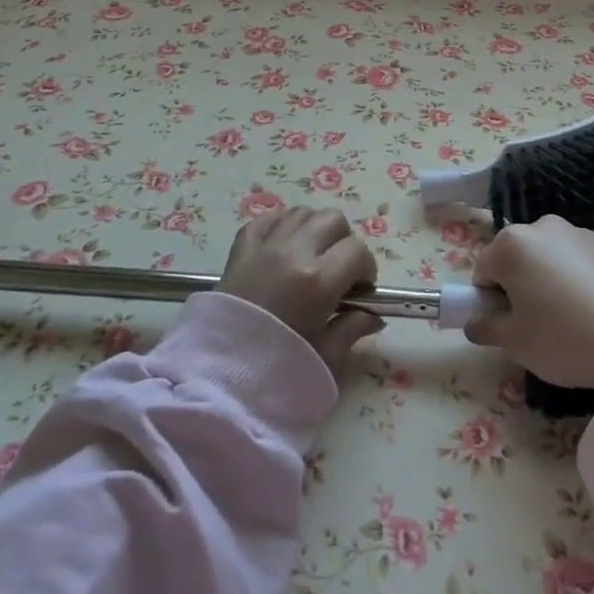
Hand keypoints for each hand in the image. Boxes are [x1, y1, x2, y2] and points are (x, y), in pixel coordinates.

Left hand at [218, 204, 383, 383]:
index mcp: (318, 280)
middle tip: (338, 271)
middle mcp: (293, 253)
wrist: (218, 379)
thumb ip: (352, 329)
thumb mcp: (326, 357)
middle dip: (343, 242)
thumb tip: (374, 316)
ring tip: (311, 257)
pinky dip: (280, 225)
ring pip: (301, 213)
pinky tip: (284, 245)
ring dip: (313, 230)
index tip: (360, 290)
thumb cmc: (277, 372)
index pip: (358, 251)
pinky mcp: (240, 249)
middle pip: (333, 220)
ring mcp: (264, 246)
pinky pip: (266, 219)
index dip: (366, 269)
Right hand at [465, 216, 593, 389]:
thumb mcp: (514, 343)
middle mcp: (544, 228)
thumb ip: (484, 327)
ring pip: (552, 257)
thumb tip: (475, 321)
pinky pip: (585, 262)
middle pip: (518, 256)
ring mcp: (582, 233)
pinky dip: (584, 280)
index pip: (483, 270)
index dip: (488, 300)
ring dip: (551, 279)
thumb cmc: (565, 339)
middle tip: (536, 324)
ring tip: (572, 320)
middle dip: (519, 284)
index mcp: (512, 245)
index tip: (506, 325)